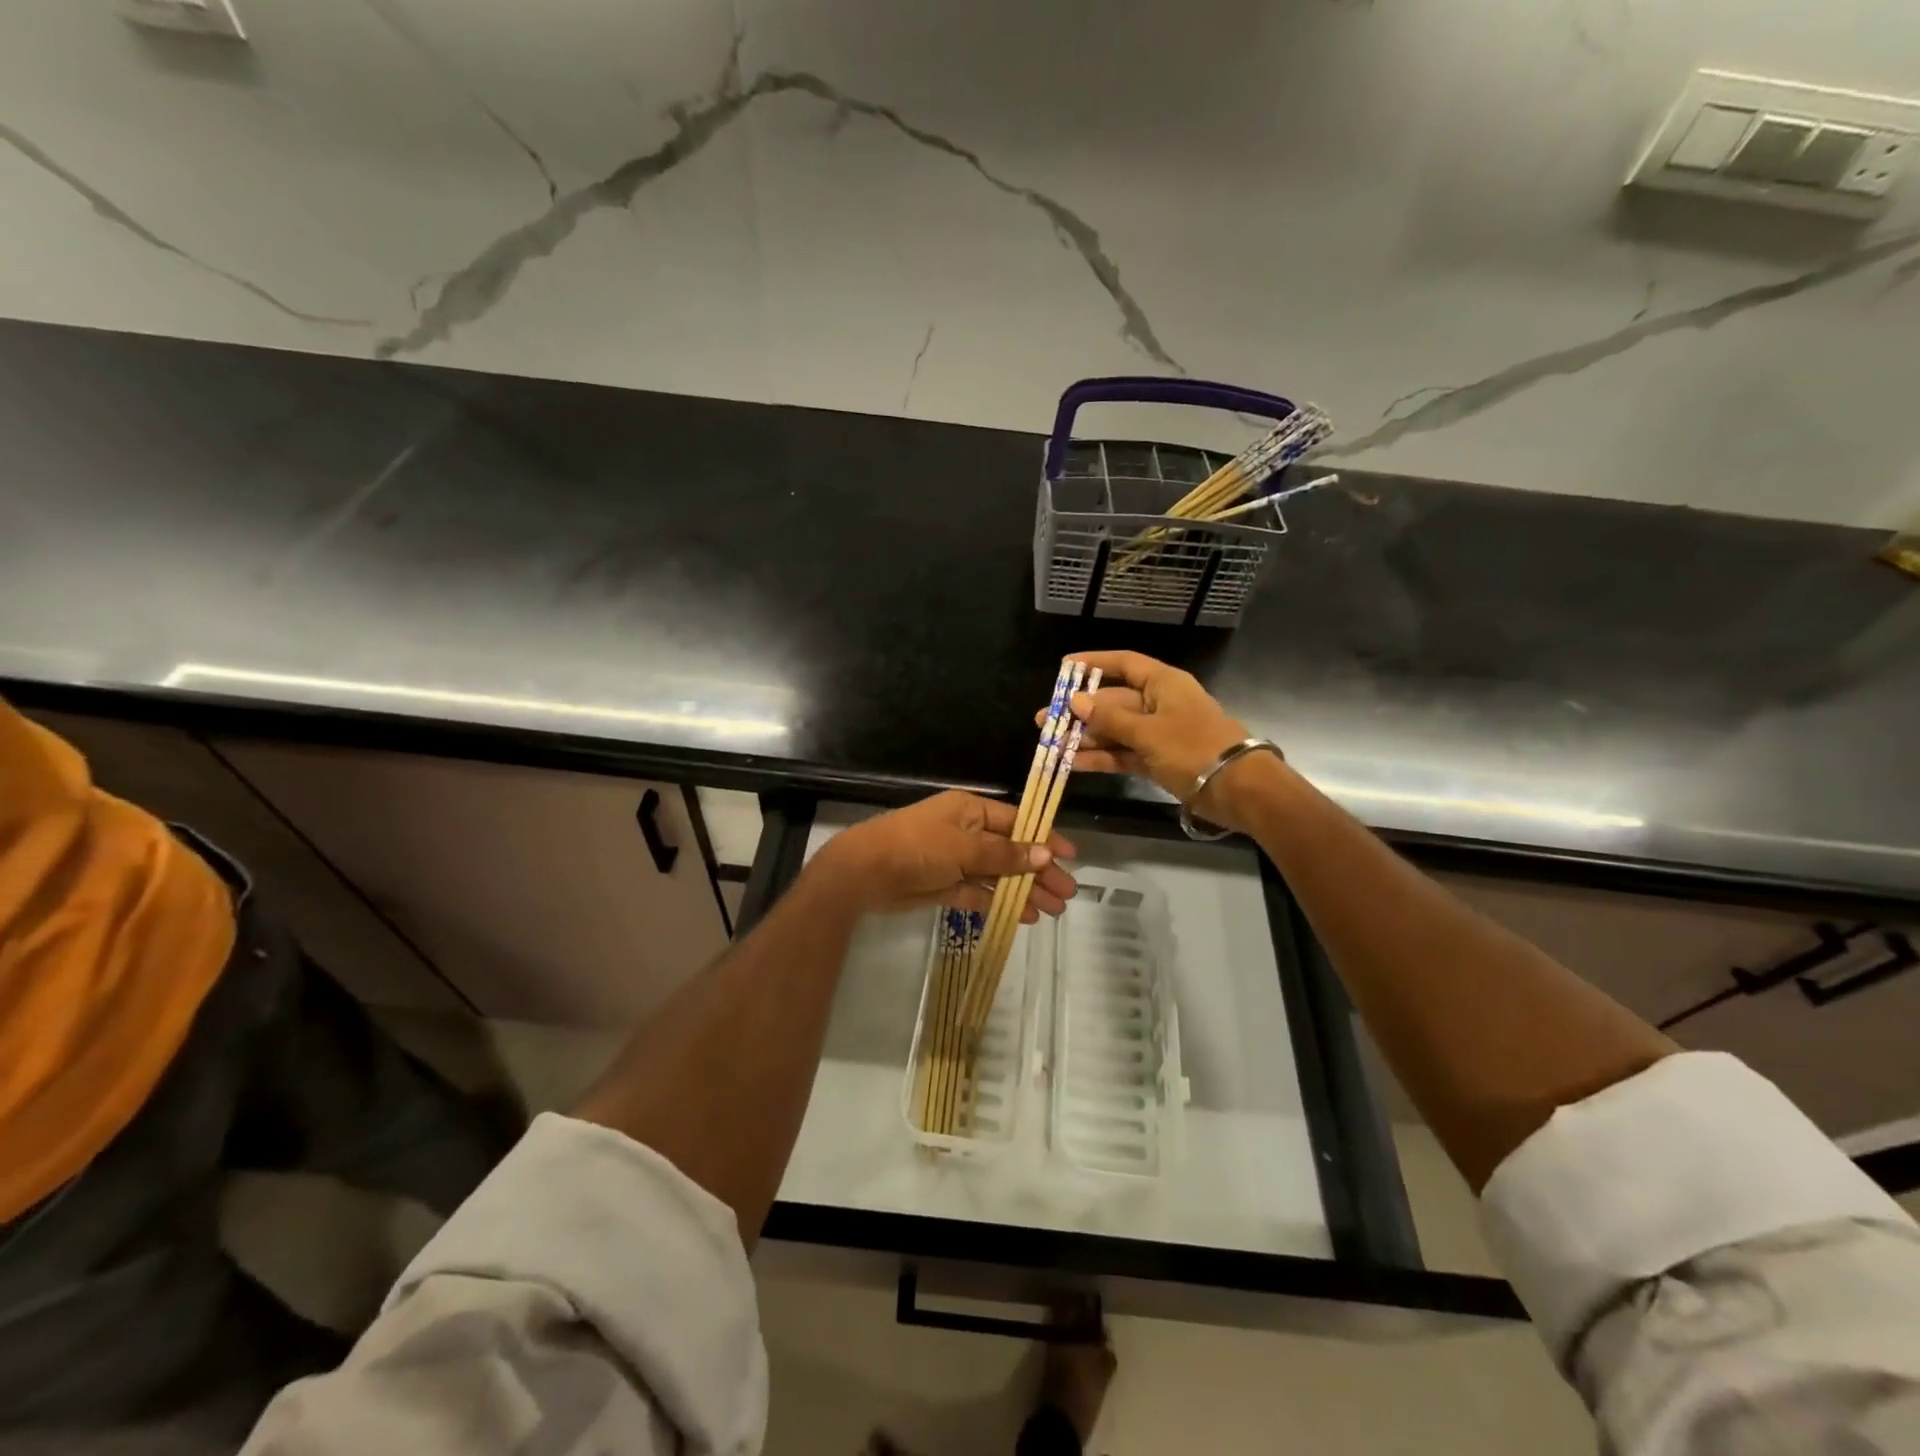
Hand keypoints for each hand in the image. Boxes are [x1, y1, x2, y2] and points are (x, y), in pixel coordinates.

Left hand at [812, 791, 1077, 919]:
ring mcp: (956, 860)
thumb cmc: (917, 846)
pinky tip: (1025, 916)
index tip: (1070, 856)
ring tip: (1054, 910)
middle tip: (1067, 893)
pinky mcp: (945, 886)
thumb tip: (1045, 853)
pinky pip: (980, 894)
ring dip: (1025, 891)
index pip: (1017, 822)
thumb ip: (1005, 854)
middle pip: (1011, 851)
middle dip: (1040, 871)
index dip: (1044, 837)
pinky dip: (1001, 904)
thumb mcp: (964, 846)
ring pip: (999, 876)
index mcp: (971, 811)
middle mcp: (967, 832)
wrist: (865, 872)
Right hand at [1037, 651, 1278, 829]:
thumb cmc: (1194, 748)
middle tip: (1045, 722)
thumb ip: (1109, 718)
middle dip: (1080, 713)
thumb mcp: (1148, 731)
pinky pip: (1123, 753)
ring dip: (1086, 738)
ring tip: (1051, 747)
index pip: (1124, 664)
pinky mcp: (1158, 760)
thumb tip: (1075, 701)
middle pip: (1113, 702)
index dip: (1094, 663)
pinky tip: (1073, 763)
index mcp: (1163, 684)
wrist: (1238, 789)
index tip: (1064, 668)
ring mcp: (1158, 734)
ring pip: (1115, 730)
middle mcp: (1159, 704)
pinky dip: (1102, 757)